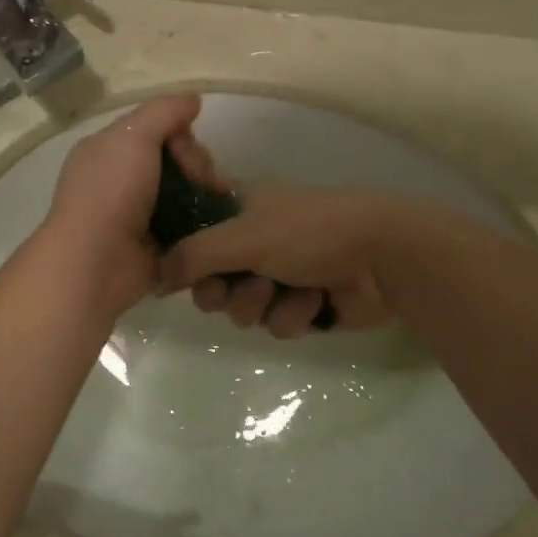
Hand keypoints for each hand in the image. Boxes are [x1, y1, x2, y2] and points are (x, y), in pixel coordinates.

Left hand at [39, 94, 206, 319]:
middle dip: (197, 166)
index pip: (155, 129)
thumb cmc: (111, 192)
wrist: (95, 263)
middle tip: (207, 182)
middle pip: (173, 160)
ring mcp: (136, 214)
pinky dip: (201, 223)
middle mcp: (119, 179)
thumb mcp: (134, 136)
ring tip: (220, 203)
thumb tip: (193, 100)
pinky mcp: (153, 245)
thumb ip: (164, 112)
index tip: (189, 150)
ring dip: (205, 194)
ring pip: (183, 192)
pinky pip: (185, 225)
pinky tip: (217, 225)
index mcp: (108, 149)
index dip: (180, 135)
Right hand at [159, 187, 418, 337]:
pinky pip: (277, 324)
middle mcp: (254, 242)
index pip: (192, 236)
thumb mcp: (242, 236)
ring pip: (243, 309)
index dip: (186, 259)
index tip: (184, 274)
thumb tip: (155, 279)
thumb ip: (192, 256)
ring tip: (286, 290)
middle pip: (212, 283)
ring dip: (261, 305)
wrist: (382, 256)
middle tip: (238, 286)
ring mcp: (280, 274)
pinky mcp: (304, 306)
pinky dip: (294, 316)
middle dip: (225, 292)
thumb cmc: (308, 231)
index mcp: (239, 211)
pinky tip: (316, 300)